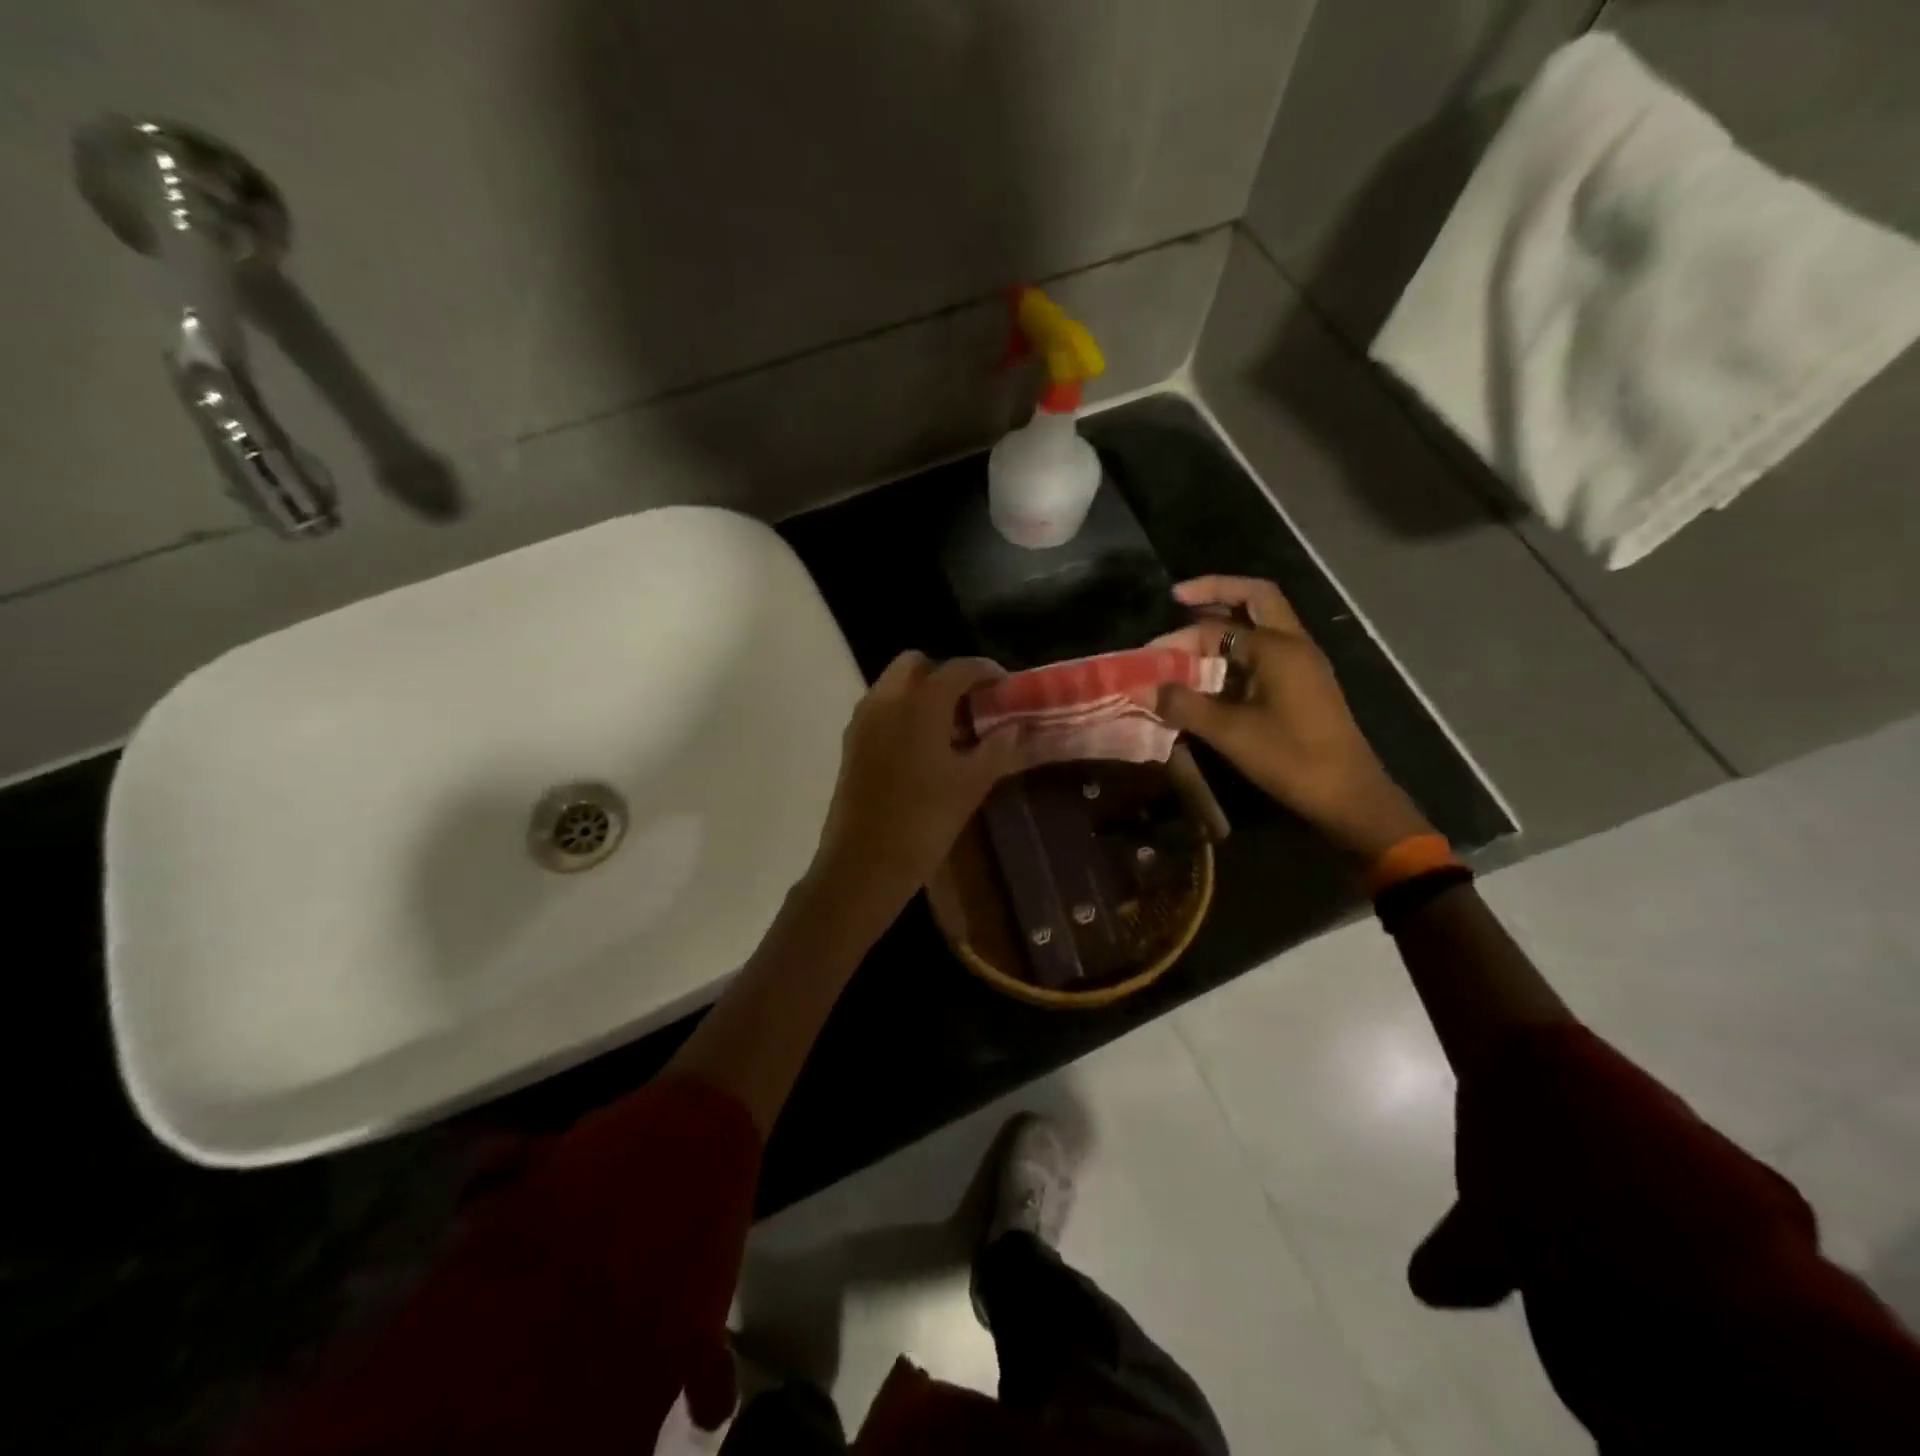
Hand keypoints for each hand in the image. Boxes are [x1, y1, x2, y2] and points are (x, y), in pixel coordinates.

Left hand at [806, 651, 1029, 924]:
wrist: (864, 864)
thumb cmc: (924, 821)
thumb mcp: (972, 785)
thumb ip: (998, 749)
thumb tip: (1016, 728)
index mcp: (921, 703)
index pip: (958, 668)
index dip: (985, 671)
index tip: (1004, 686)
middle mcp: (886, 700)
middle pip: (916, 664)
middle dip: (945, 675)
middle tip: (971, 703)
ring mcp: (863, 721)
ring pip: (894, 685)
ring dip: (922, 693)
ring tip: (950, 727)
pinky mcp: (851, 743)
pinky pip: (880, 709)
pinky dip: (903, 712)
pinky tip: (924, 748)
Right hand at [1155, 576, 1432, 859]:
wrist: (1348, 795)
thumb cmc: (1291, 759)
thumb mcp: (1231, 734)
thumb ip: (1185, 706)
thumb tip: (1145, 690)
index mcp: (1279, 649)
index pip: (1219, 627)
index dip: (1180, 637)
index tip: (1149, 654)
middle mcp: (1294, 645)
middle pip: (1256, 598)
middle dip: (1216, 593)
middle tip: (1180, 598)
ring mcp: (1301, 664)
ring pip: (1262, 623)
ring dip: (1227, 622)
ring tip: (1188, 634)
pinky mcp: (1301, 685)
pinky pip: (1265, 652)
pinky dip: (1236, 651)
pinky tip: (1211, 672)